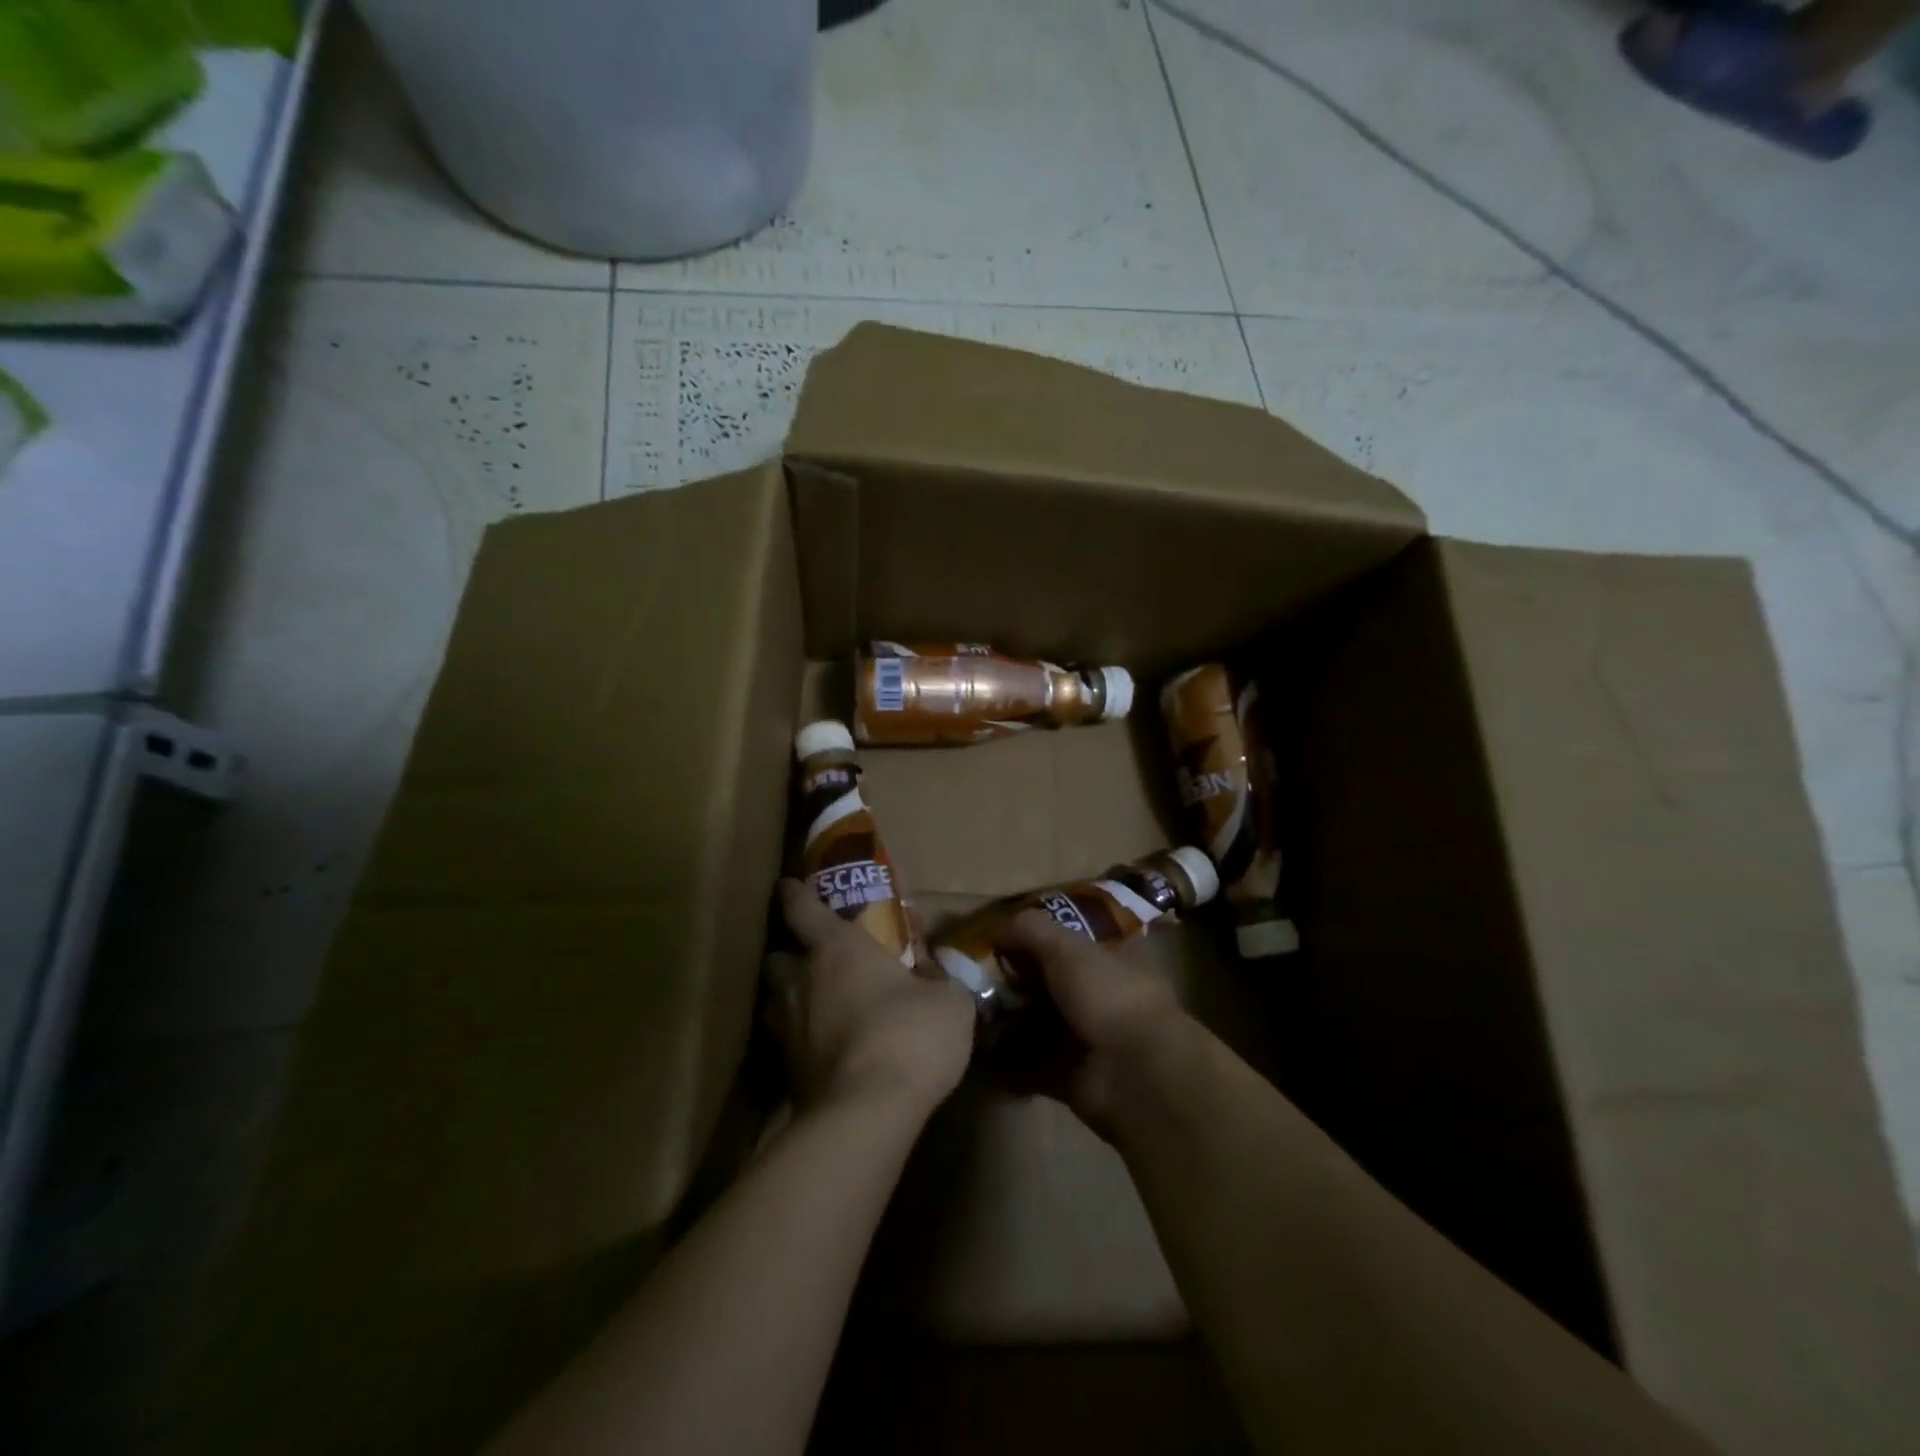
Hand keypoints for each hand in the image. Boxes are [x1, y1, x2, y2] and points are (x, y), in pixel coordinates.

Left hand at [770, 880, 976, 1119]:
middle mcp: (801, 980)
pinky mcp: (784, 1071)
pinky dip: (799, 1042)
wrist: (867, 1113)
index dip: (794, 894)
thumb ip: (940, 978)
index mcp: (837, 948)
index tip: (788, 885)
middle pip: (776, 956)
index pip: (801, 908)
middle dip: (789, 955)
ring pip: (774, 1002)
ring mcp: (786, 1028)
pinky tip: (822, 1051)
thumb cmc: (910, 1036)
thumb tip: (934, 967)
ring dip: (789, 1000)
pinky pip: (785, 1044)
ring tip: (814, 1008)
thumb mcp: (949, 1001)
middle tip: (811, 962)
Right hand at [991, 911, 1196, 1136]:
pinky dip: (1006, 1060)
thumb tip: (993, 925)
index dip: (1040, 931)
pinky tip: (975, 1046)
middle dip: (1014, 976)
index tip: (1001, 931)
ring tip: (966, 1007)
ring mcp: (1087, 1035)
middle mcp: (1101, 993)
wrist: (1136, 1075)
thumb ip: (1029, 929)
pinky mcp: (1071, 1074)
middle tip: (971, 971)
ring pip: (1038, 1020)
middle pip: (1050, 978)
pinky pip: (1030, 1063)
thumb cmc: (1109, 996)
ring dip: (1006, 1018)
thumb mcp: (1067, 947)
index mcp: (1113, 955)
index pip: (1073, 934)